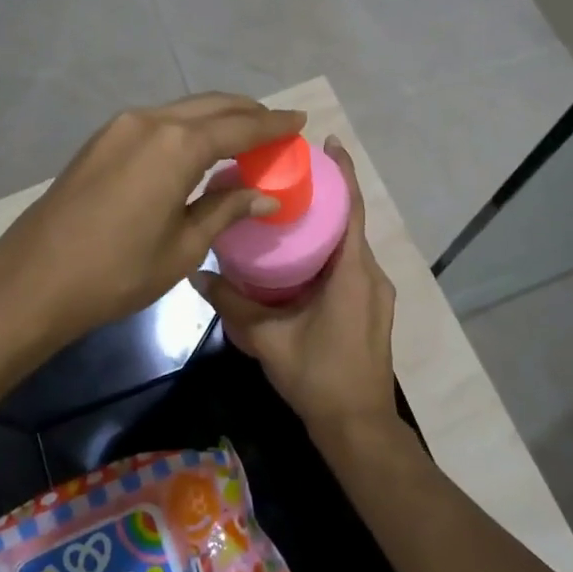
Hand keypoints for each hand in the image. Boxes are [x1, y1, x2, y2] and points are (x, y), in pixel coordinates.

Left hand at [0, 93, 305, 346]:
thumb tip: (265, 196)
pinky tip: (198, 147)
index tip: (300, 120)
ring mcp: (121, 126)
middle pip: (212, 106)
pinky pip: (158, 122)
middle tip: (276, 126)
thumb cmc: (117, 271)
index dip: (273, 124)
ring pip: (183, 110)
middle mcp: (150, 121)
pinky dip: (187, 127)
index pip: (240, 126)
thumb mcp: (183, 247)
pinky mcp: (102, 139)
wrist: (33, 279)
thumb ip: (226, 210)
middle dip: (248, 113)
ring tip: (244, 135)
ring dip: (217, 117)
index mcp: (177, 145)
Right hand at [192, 137, 401, 449]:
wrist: (358, 428)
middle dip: (325, 197)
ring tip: (288, 213)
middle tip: (288, 178)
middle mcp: (372, 275)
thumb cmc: (318, 377)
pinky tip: (299, 259)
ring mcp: (376, 293)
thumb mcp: (267, 339)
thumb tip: (195, 275)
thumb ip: (231, 304)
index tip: (328, 143)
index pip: (352, 209)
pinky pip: (351, 266)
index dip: (344, 173)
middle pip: (351, 223)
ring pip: (351, 247)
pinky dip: (330, 252)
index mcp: (353, 272)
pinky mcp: (372, 309)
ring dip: (326, 227)